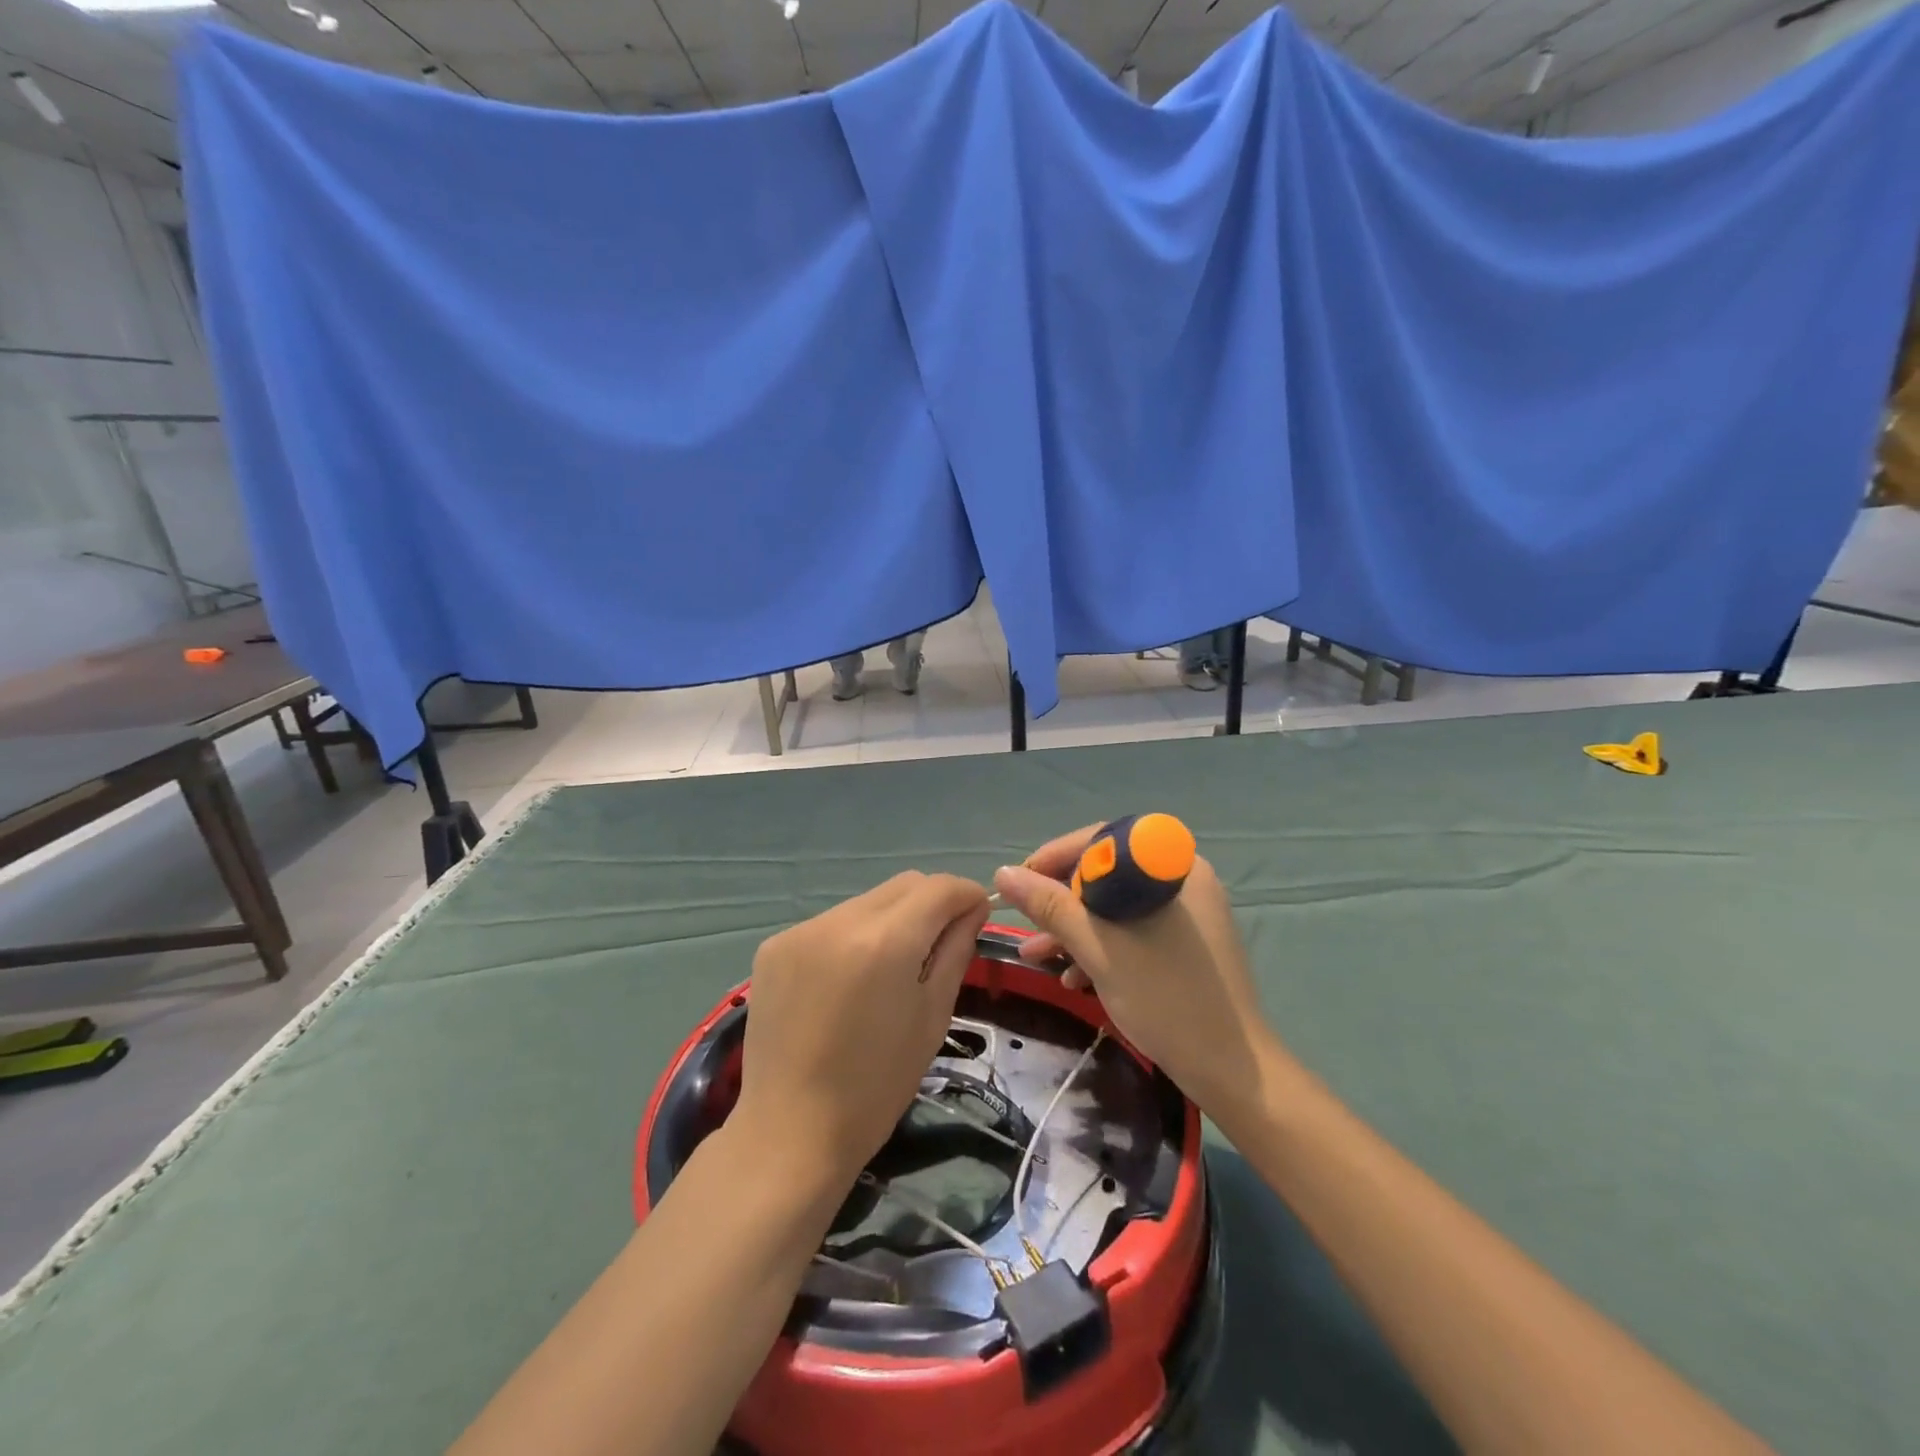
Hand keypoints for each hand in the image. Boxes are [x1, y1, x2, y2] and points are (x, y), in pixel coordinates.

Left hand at [733, 872, 991, 1187]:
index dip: (967, 895)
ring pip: (867, 902)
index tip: (978, 915)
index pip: (939, 887)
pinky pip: (830, 923)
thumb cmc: (876, 1086)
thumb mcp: (932, 1017)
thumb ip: (955, 951)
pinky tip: (847, 981)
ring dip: (890, 919)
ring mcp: (801, 930)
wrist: (789, 1131)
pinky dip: (852, 937)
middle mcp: (840, 921)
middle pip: (903, 885)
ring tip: (889, 969)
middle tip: (940, 943)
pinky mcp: (774, 945)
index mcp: (885, 941)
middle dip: (931, 902)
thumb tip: (970, 910)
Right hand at [992, 828, 1278, 1128]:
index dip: (1055, 856)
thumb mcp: (1098, 947)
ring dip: (1074, 929)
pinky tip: (1071, 978)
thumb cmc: (1165, 997)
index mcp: (1172, 866)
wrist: (1231, 1071)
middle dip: (1061, 901)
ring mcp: (1186, 913)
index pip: (1102, 840)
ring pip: (1116, 906)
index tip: (1020, 882)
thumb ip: (1050, 907)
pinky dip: (1101, 946)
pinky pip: (1133, 929)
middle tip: (1027, 924)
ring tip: (1035, 956)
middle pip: (1107, 873)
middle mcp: (1182, 879)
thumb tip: (1004, 872)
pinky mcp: (1184, 943)